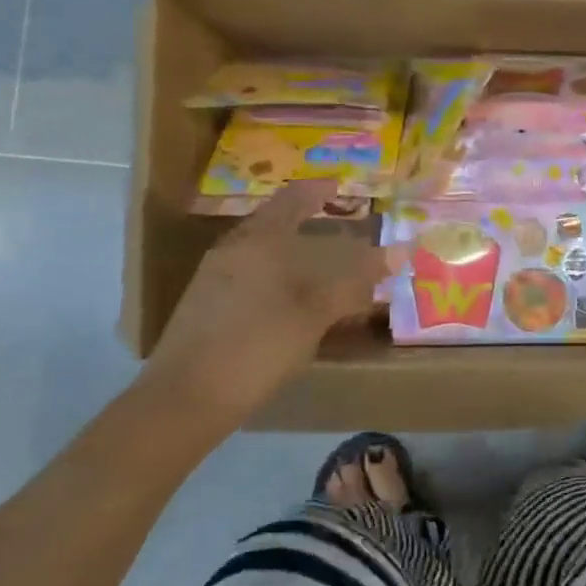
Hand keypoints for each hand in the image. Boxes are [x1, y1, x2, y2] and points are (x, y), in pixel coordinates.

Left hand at [140, 180, 390, 427]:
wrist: (184, 399)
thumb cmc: (256, 346)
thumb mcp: (315, 313)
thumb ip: (357, 279)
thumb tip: (401, 250)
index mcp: (258, 241)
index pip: (292, 200)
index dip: (318, 190)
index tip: (342, 187)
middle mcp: (233, 250)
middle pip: (275, 223)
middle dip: (308, 220)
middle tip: (341, 224)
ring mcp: (215, 279)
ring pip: (263, 251)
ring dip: (294, 250)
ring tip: (324, 262)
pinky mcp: (208, 306)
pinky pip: (252, 274)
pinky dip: (280, 274)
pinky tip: (293, 298)